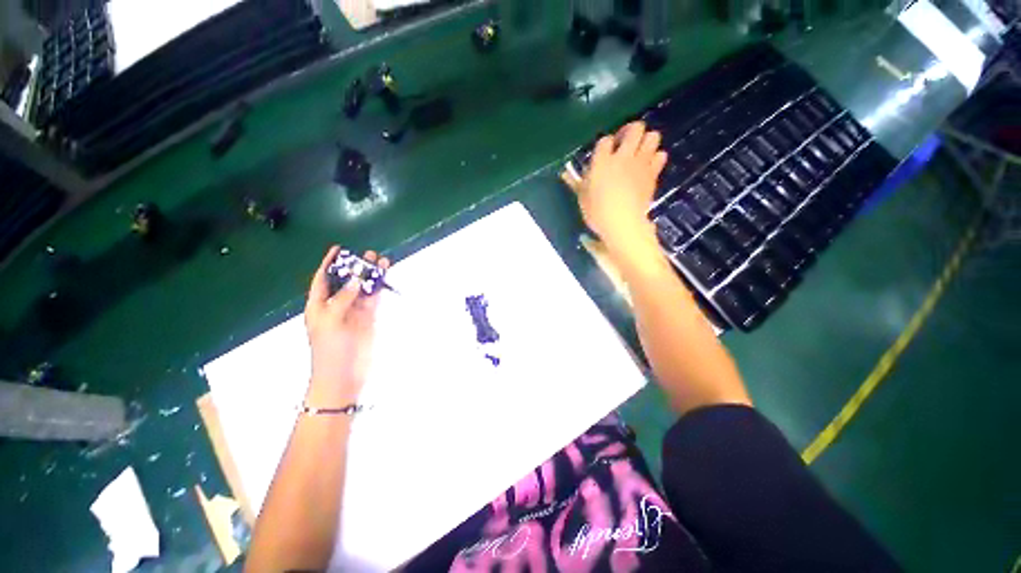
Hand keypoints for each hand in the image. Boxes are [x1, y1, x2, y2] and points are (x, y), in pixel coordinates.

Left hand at [304, 246, 389, 406]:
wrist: (343, 375)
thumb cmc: (330, 349)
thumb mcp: (330, 321)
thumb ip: (343, 299)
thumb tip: (357, 279)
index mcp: (319, 306)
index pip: (322, 280)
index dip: (329, 264)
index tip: (339, 248)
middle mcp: (336, 306)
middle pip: (346, 281)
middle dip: (355, 267)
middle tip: (367, 254)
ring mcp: (354, 312)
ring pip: (363, 288)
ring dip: (371, 275)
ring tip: (380, 261)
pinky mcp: (369, 318)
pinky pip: (374, 299)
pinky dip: (379, 288)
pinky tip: (384, 278)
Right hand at [562, 122, 667, 260]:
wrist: (623, 223)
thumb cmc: (597, 212)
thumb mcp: (582, 197)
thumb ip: (576, 182)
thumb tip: (564, 174)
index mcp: (602, 161)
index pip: (605, 140)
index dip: (605, 144)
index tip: (604, 153)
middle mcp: (623, 157)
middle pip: (635, 128)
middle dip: (630, 131)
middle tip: (625, 143)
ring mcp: (641, 163)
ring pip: (653, 137)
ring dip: (646, 141)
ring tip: (639, 152)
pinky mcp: (653, 174)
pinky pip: (661, 155)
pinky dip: (656, 158)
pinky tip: (648, 166)